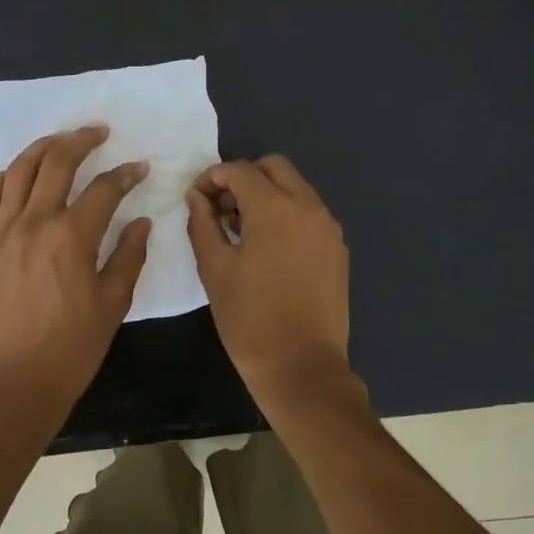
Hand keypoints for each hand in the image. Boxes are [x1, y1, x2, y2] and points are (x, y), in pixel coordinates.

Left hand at [0, 125, 150, 436]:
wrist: (15, 382)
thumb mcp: (113, 303)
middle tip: (98, 132)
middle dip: (81, 140)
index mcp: (72, 237)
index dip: (125, 174)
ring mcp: (2, 232)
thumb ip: (128, 256)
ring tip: (60, 141)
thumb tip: (141, 221)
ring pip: (20, 172)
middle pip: (57, 163)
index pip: (104, 189)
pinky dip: (5, 178)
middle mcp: (34, 223)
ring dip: (42, 148)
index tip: (139, 168)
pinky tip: (18, 173)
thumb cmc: (72, 348)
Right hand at [186, 155, 357, 410]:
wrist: (302, 367)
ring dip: (267, 194)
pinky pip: (309, 212)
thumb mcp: (214, 269)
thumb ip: (202, 224)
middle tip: (221, 208)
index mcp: (275, 208)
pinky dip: (287, 213)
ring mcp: (328, 227)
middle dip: (244, 178)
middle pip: (274, 167)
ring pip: (295, 187)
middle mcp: (308, 207)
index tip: (196, 198)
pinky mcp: (337, 248)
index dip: (212, 177)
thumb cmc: (249, 319)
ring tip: (242, 229)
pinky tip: (268, 247)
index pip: (240, 170)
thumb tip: (197, 197)